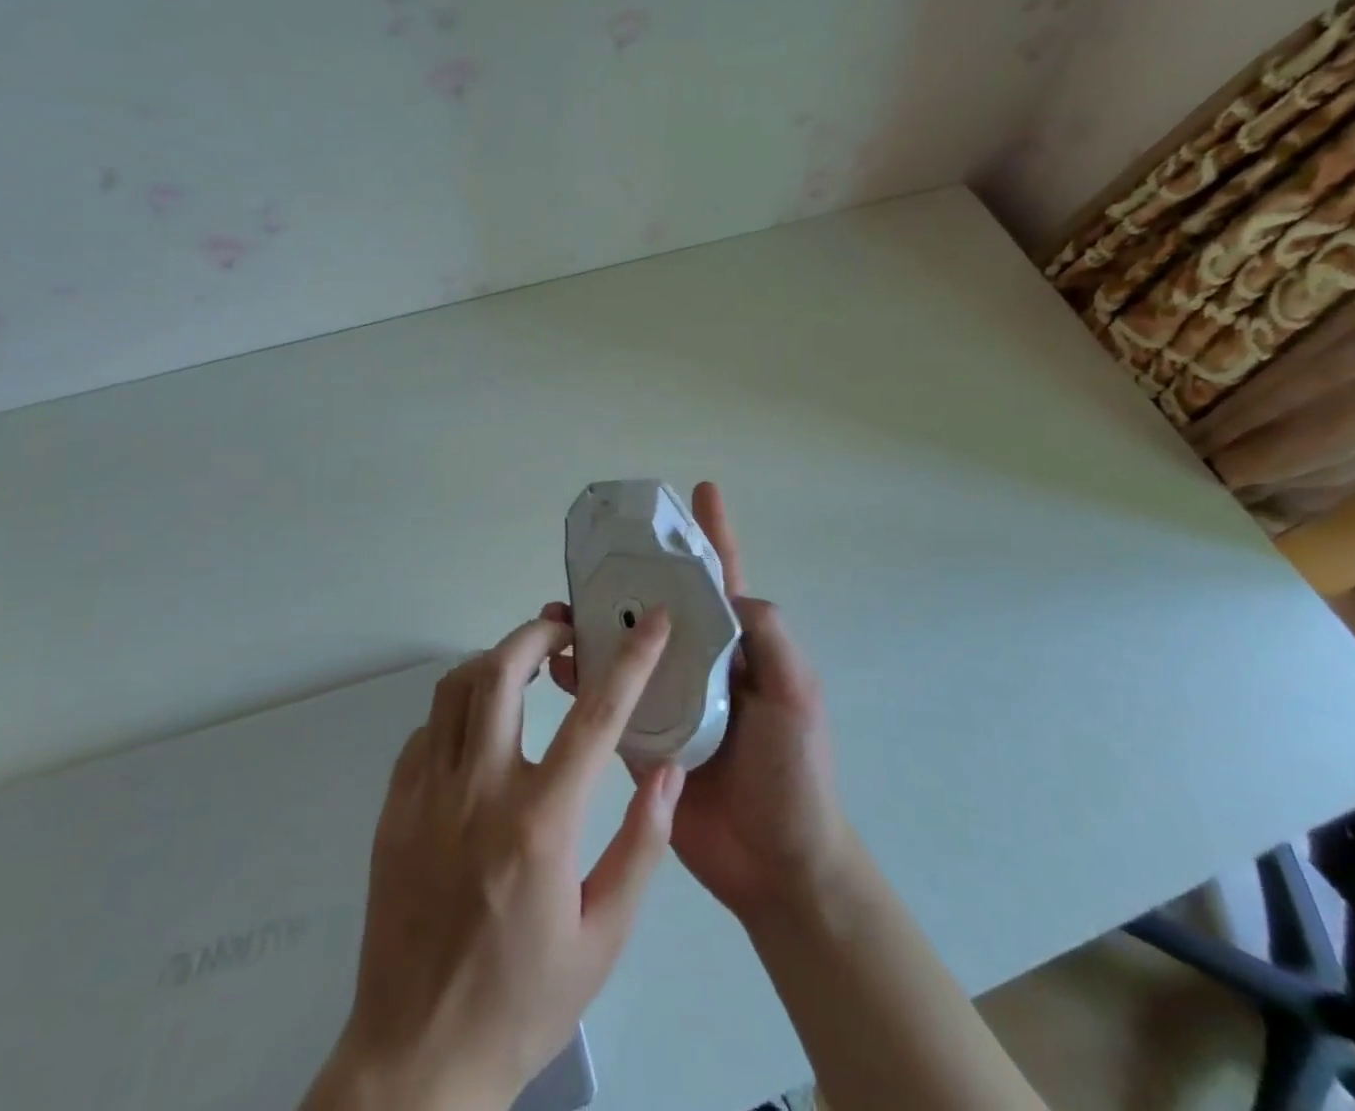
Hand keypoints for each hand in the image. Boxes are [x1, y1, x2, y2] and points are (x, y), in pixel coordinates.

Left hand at [304, 613, 686, 1110]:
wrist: (417, 1063)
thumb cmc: (523, 1000)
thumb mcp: (604, 938)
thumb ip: (641, 845)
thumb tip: (666, 769)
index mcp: (539, 823)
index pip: (595, 717)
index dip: (631, 661)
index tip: (654, 623)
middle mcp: (478, 792)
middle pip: (501, 672)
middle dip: (537, 633)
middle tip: (564, 631)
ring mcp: (426, 796)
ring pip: (455, 689)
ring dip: (494, 662)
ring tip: (524, 667)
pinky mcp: (393, 810)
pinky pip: (426, 731)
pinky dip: (457, 710)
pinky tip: (477, 732)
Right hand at [547, 482, 855, 929]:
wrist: (776, 865)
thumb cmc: (794, 773)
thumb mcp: (796, 693)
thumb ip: (767, 636)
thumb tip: (726, 590)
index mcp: (737, 645)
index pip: (721, 576)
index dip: (711, 532)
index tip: (699, 488)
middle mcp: (698, 662)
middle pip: (659, 604)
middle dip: (629, 576)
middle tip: (591, 555)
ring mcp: (666, 699)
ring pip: (624, 646)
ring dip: (593, 623)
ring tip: (557, 607)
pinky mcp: (641, 738)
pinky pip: (606, 698)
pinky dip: (581, 676)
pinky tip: (557, 663)